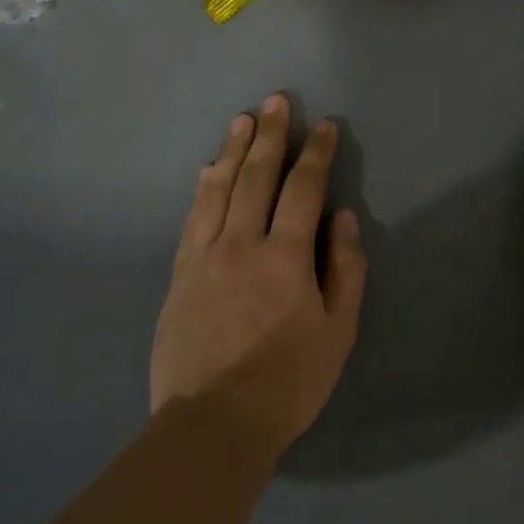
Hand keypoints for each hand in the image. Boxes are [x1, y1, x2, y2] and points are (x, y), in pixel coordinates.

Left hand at [150, 95, 366, 452]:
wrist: (213, 422)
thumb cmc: (289, 382)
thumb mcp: (339, 332)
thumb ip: (345, 270)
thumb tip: (342, 218)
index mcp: (285, 257)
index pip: (303, 189)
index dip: (316, 153)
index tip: (324, 126)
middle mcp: (240, 243)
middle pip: (255, 176)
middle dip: (270, 135)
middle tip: (277, 101)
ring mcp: (203, 257)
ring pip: (217, 189)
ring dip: (231, 151)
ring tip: (241, 120)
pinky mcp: (178, 276)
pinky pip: (191, 218)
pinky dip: (202, 189)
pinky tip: (206, 173)